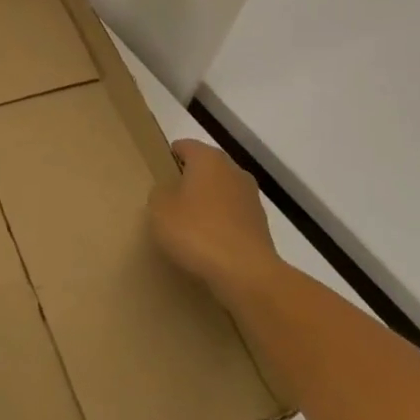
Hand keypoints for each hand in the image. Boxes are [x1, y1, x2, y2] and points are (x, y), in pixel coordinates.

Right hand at [148, 139, 284, 307]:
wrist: (245, 273)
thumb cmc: (196, 231)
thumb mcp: (159, 209)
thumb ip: (160, 193)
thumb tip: (170, 192)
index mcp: (208, 159)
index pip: (185, 146)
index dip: (170, 156)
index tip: (159, 173)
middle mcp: (233, 171)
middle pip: (206, 168)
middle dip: (190, 180)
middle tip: (169, 199)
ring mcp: (251, 198)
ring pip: (222, 192)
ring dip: (208, 203)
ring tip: (188, 224)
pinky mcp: (261, 225)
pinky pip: (233, 217)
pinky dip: (221, 224)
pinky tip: (208, 243)